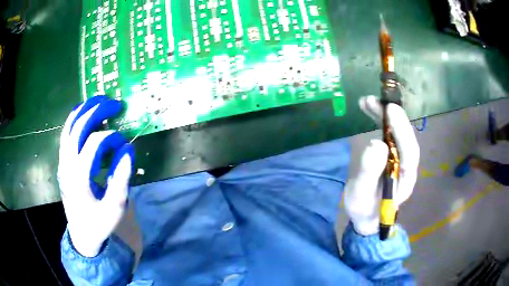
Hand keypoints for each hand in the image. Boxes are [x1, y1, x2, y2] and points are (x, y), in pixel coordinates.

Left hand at [58, 96, 133, 256]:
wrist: (82, 235)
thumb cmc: (99, 223)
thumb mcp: (115, 207)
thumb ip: (121, 178)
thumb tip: (128, 149)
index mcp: (79, 177)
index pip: (94, 143)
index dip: (111, 137)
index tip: (124, 143)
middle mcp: (67, 165)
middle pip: (78, 127)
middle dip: (96, 111)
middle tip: (114, 103)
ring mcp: (63, 163)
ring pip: (68, 127)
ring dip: (83, 110)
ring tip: (98, 101)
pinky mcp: (63, 163)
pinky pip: (66, 135)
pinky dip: (74, 120)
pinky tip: (83, 115)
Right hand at [344, 96, 419, 235]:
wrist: (367, 217)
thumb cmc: (365, 209)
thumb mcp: (361, 195)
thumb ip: (369, 172)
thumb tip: (376, 143)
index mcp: (405, 178)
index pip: (410, 151)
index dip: (402, 130)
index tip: (390, 110)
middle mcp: (406, 166)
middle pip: (405, 138)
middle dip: (393, 117)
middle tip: (376, 100)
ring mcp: (400, 160)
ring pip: (397, 133)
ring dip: (385, 115)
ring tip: (367, 101)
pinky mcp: (392, 155)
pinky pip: (389, 134)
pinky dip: (380, 120)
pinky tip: (370, 109)